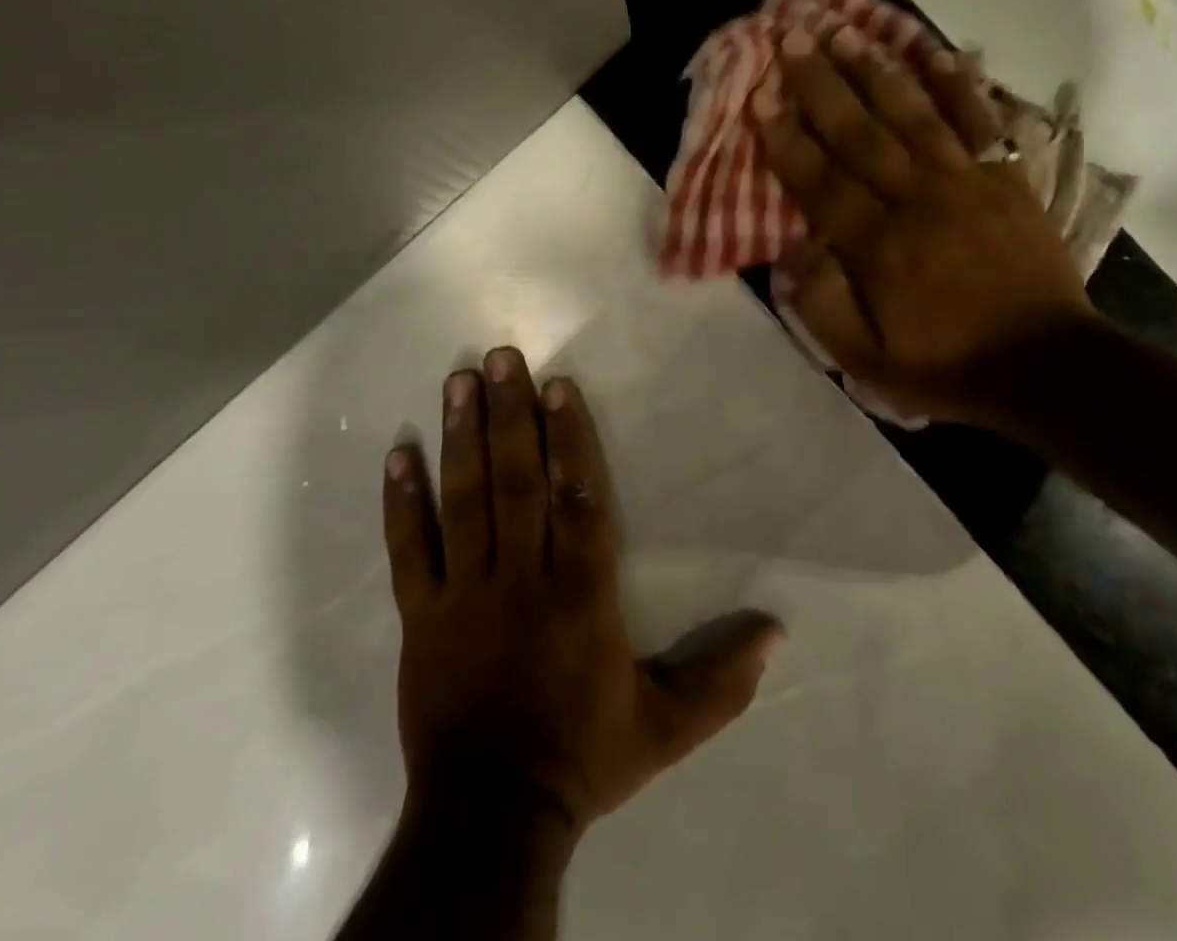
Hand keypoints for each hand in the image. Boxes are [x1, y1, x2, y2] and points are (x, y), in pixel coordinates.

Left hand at [382, 348, 783, 838]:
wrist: (491, 818)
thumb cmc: (583, 758)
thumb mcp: (665, 728)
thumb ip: (721, 681)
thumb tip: (777, 633)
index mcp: (580, 595)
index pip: (577, 499)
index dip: (568, 438)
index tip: (558, 386)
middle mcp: (521, 579)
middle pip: (516, 483)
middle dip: (509, 416)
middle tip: (499, 358)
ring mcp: (464, 594)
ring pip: (464, 502)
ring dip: (462, 438)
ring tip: (458, 382)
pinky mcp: (421, 616)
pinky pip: (409, 550)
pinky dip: (401, 502)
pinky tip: (398, 454)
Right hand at [755, 28, 1097, 425]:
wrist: (1046, 366)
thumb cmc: (948, 366)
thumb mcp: (869, 363)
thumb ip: (823, 307)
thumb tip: (794, 250)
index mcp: (879, 247)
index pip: (822, 181)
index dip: (788, 138)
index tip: (762, 97)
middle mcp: (919, 201)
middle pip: (862, 133)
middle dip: (822, 84)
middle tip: (792, 38)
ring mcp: (968, 184)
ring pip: (914, 115)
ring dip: (877, 71)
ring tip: (846, 32)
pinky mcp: (1007, 179)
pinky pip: (980, 122)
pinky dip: (959, 86)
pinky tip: (937, 52)